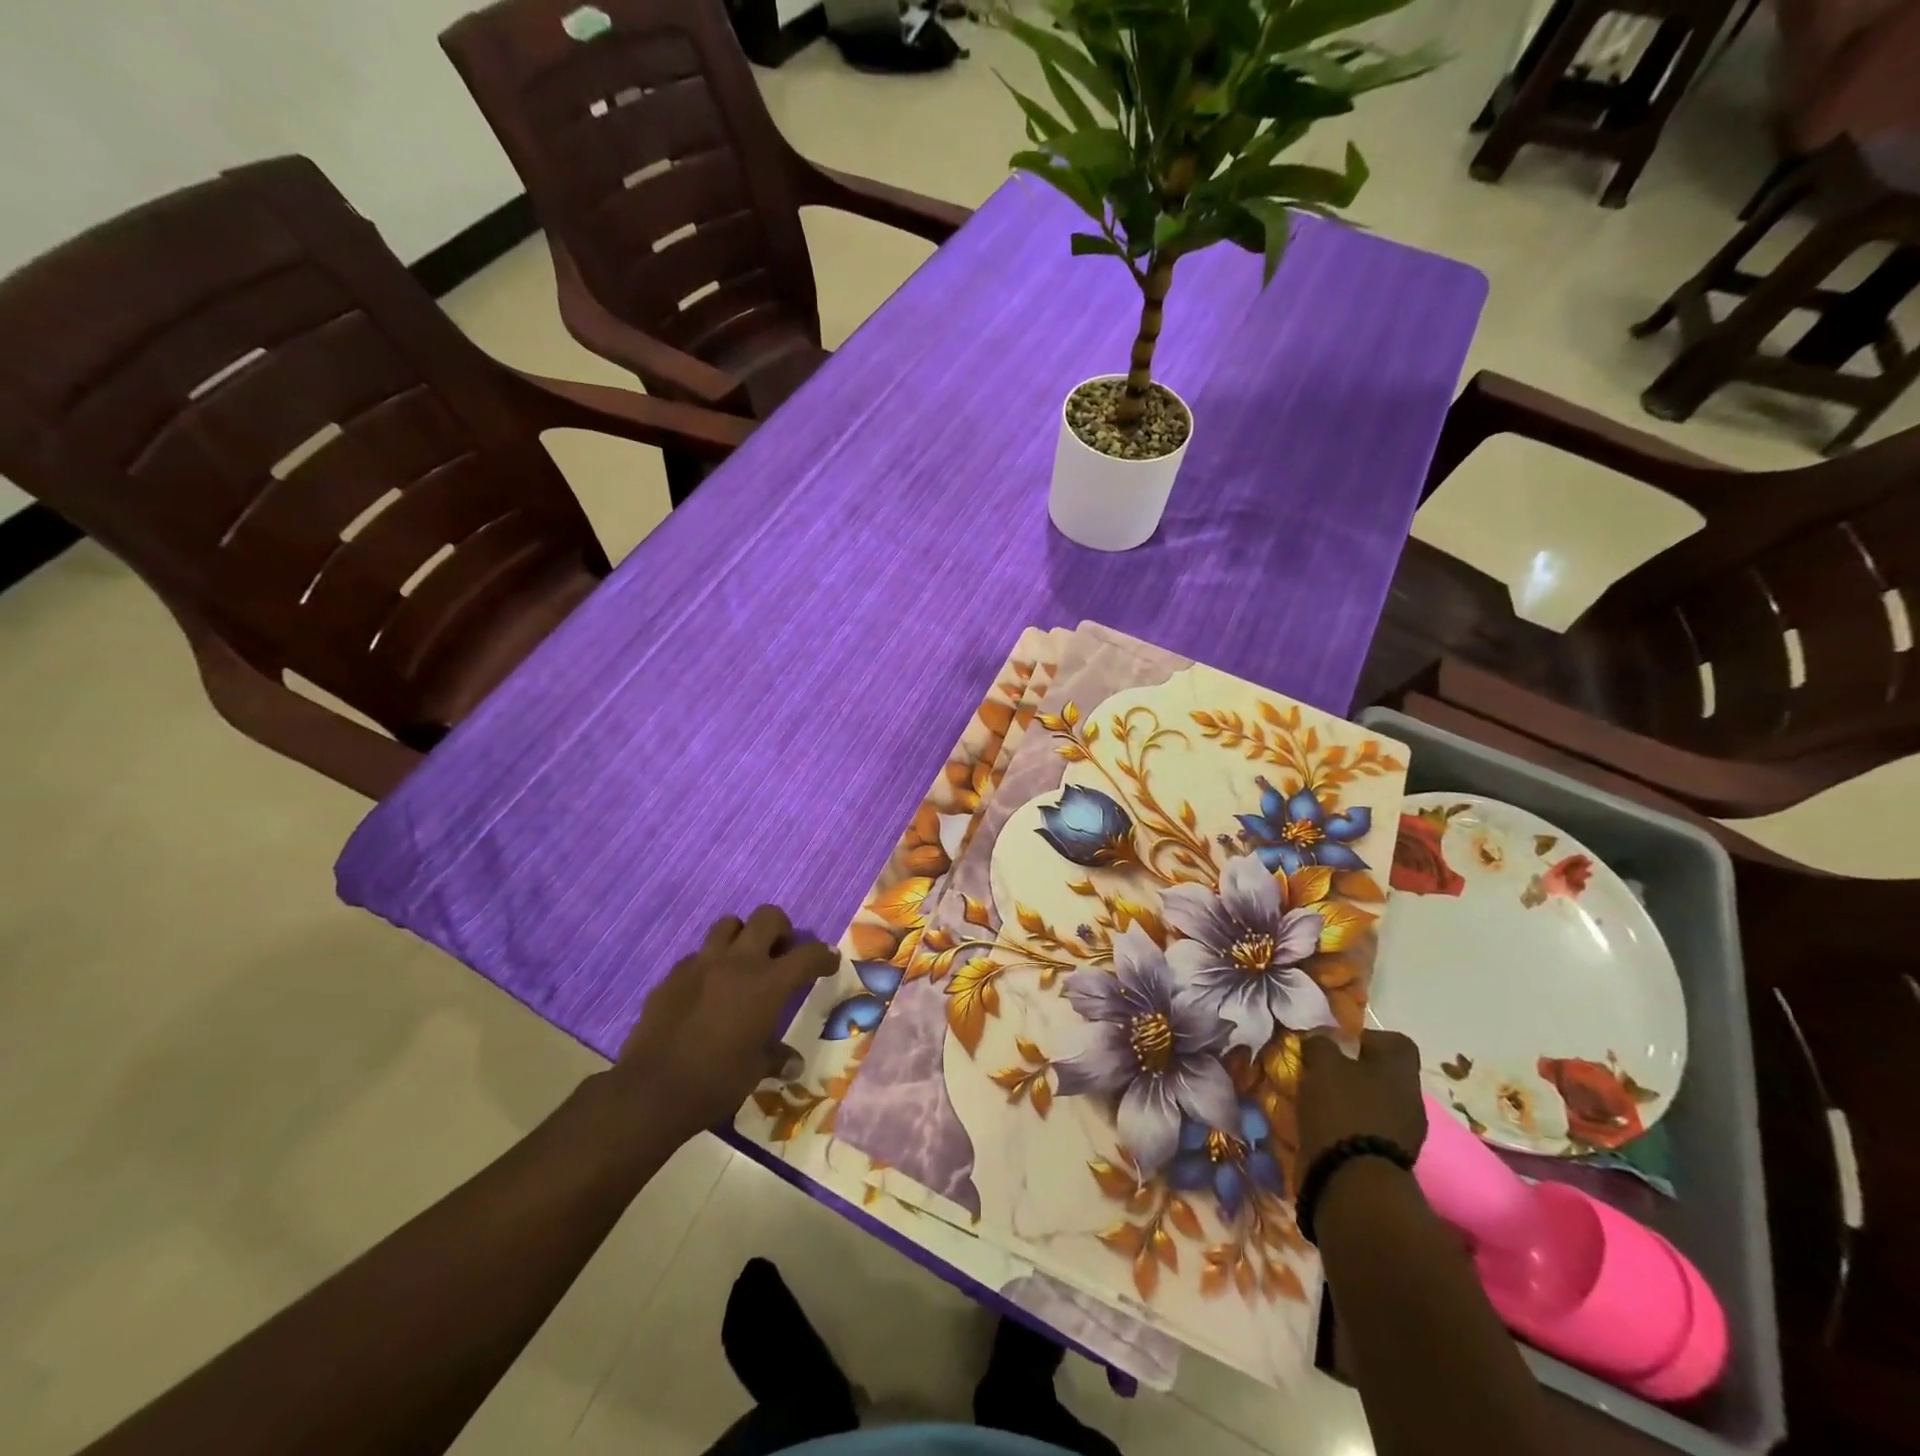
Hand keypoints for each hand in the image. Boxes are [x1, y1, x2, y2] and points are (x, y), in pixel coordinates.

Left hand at [614, 906, 836, 1142]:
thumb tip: (793, 1064)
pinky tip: (706, 990)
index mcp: (768, 984)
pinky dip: (709, 964)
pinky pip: (697, 956)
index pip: (808, 954)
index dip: (823, 956)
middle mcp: (738, 963)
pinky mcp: (672, 976)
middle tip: (781, 953)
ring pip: (728, 924)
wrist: (651, 1091)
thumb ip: (776, 1058)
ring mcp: (701, 965)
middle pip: (767, 917)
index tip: (828, 963)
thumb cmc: (716, 1082)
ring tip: (743, 962)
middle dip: (780, 929)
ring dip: (741, 936)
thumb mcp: (755, 1071)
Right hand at [1297, 1029, 1426, 1171]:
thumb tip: (1321, 1039)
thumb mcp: (1322, 1064)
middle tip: (1324, 1073)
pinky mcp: (1391, 1159)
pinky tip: (1326, 1128)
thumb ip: (1321, 1044)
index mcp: (1400, 1071)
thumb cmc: (1341, 1109)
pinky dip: (1350, 1126)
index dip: (1369, 1038)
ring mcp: (1405, 1133)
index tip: (1341, 1044)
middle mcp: (1411, 1099)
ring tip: (1320, 1103)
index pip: (1397, 1042)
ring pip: (1377, 1103)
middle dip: (1355, 1072)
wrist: (1353, 1181)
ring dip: (1351, 1101)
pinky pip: (1370, 1130)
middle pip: (1384, 1075)